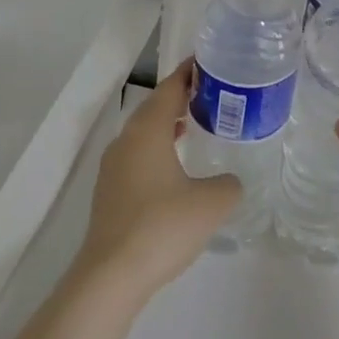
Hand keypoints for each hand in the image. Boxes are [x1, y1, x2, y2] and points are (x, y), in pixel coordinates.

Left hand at [77, 60, 240, 300]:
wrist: (111, 276)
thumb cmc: (163, 227)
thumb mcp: (212, 202)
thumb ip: (229, 184)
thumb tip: (229, 182)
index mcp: (148, 131)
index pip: (170, 88)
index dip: (189, 73)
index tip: (209, 63)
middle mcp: (126, 141)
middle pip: (154, 108)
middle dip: (180, 98)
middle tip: (210, 95)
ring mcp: (113, 168)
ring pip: (143, 134)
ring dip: (167, 125)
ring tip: (194, 125)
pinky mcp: (109, 193)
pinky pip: (137, 157)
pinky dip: (157, 150)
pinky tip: (174, 169)